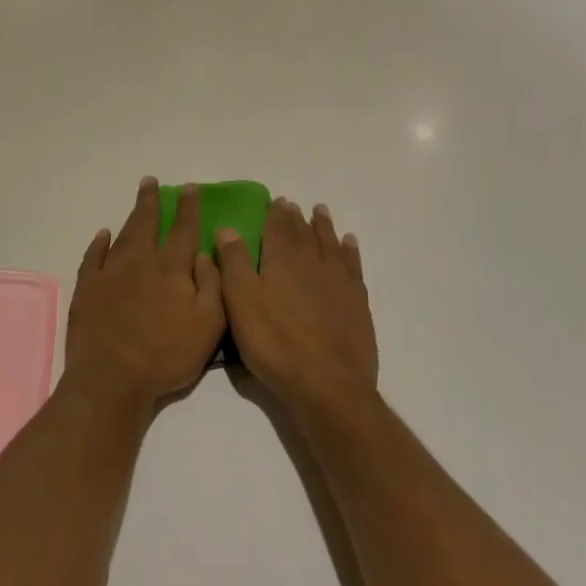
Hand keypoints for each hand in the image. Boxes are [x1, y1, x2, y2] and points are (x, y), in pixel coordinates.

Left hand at [62, 178, 225, 414]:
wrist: (112, 379)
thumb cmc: (166, 355)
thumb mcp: (208, 324)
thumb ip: (212, 284)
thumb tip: (205, 252)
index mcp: (171, 268)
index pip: (183, 229)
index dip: (188, 207)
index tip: (190, 188)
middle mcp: (140, 261)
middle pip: (146, 222)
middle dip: (151, 200)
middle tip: (150, 181)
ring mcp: (110, 273)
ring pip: (122, 235)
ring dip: (131, 216)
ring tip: (137, 201)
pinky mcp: (87, 289)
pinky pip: (93, 257)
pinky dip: (98, 243)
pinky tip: (102, 235)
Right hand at [218, 198, 376, 420]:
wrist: (328, 385)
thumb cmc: (276, 344)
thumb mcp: (242, 304)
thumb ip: (234, 264)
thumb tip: (228, 228)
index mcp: (281, 261)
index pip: (277, 228)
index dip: (276, 214)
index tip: (277, 200)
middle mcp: (311, 262)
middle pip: (304, 233)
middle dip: (297, 218)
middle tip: (295, 205)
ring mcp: (338, 281)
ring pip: (330, 244)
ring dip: (324, 226)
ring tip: (321, 212)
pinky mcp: (357, 302)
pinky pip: (353, 265)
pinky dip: (350, 250)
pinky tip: (349, 243)